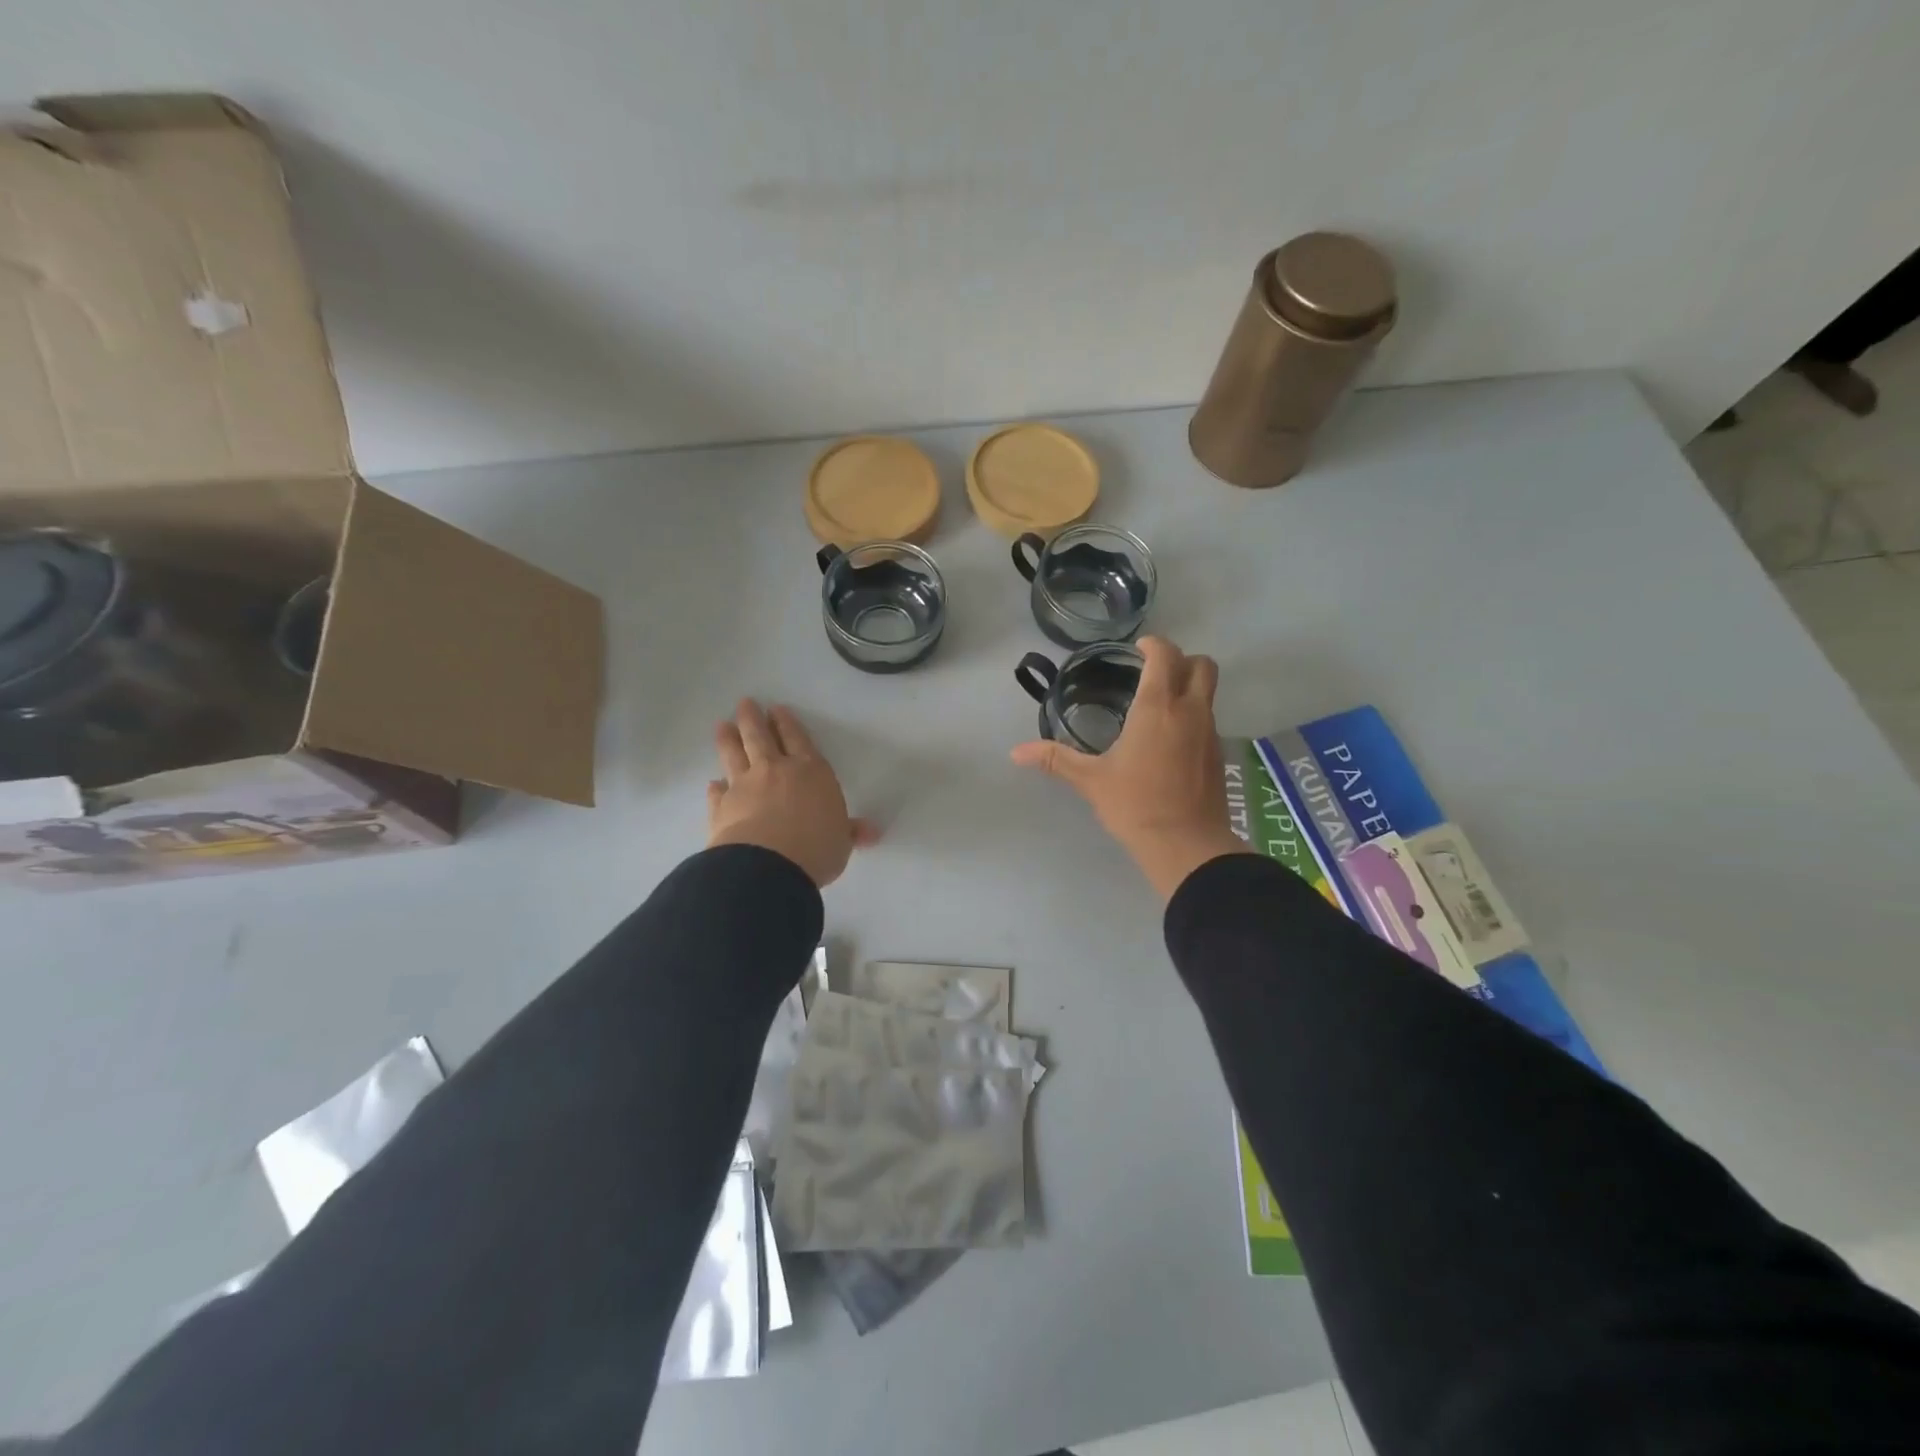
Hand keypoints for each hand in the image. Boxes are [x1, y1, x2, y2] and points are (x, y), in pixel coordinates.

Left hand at [708, 700, 878, 887]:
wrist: (768, 866)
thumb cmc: (816, 848)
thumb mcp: (842, 841)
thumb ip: (851, 832)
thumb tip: (872, 833)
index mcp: (811, 771)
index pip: (797, 739)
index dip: (787, 723)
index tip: (776, 709)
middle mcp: (775, 770)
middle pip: (761, 737)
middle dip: (753, 719)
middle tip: (744, 704)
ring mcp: (745, 786)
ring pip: (734, 755)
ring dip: (728, 739)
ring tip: (722, 726)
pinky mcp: (721, 807)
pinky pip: (717, 792)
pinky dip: (715, 787)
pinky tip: (712, 783)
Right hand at [1011, 636, 1250, 899]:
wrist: (1186, 845)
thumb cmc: (1135, 804)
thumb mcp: (1091, 780)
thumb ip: (1055, 759)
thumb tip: (1015, 752)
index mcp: (1157, 707)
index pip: (1165, 654)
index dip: (1153, 644)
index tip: (1137, 650)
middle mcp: (1190, 710)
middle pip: (1202, 665)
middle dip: (1181, 660)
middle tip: (1154, 673)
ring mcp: (1209, 731)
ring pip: (1209, 691)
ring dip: (1189, 687)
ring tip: (1158, 706)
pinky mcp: (1218, 754)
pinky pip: (1209, 718)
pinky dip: (1193, 715)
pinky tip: (1170, 739)